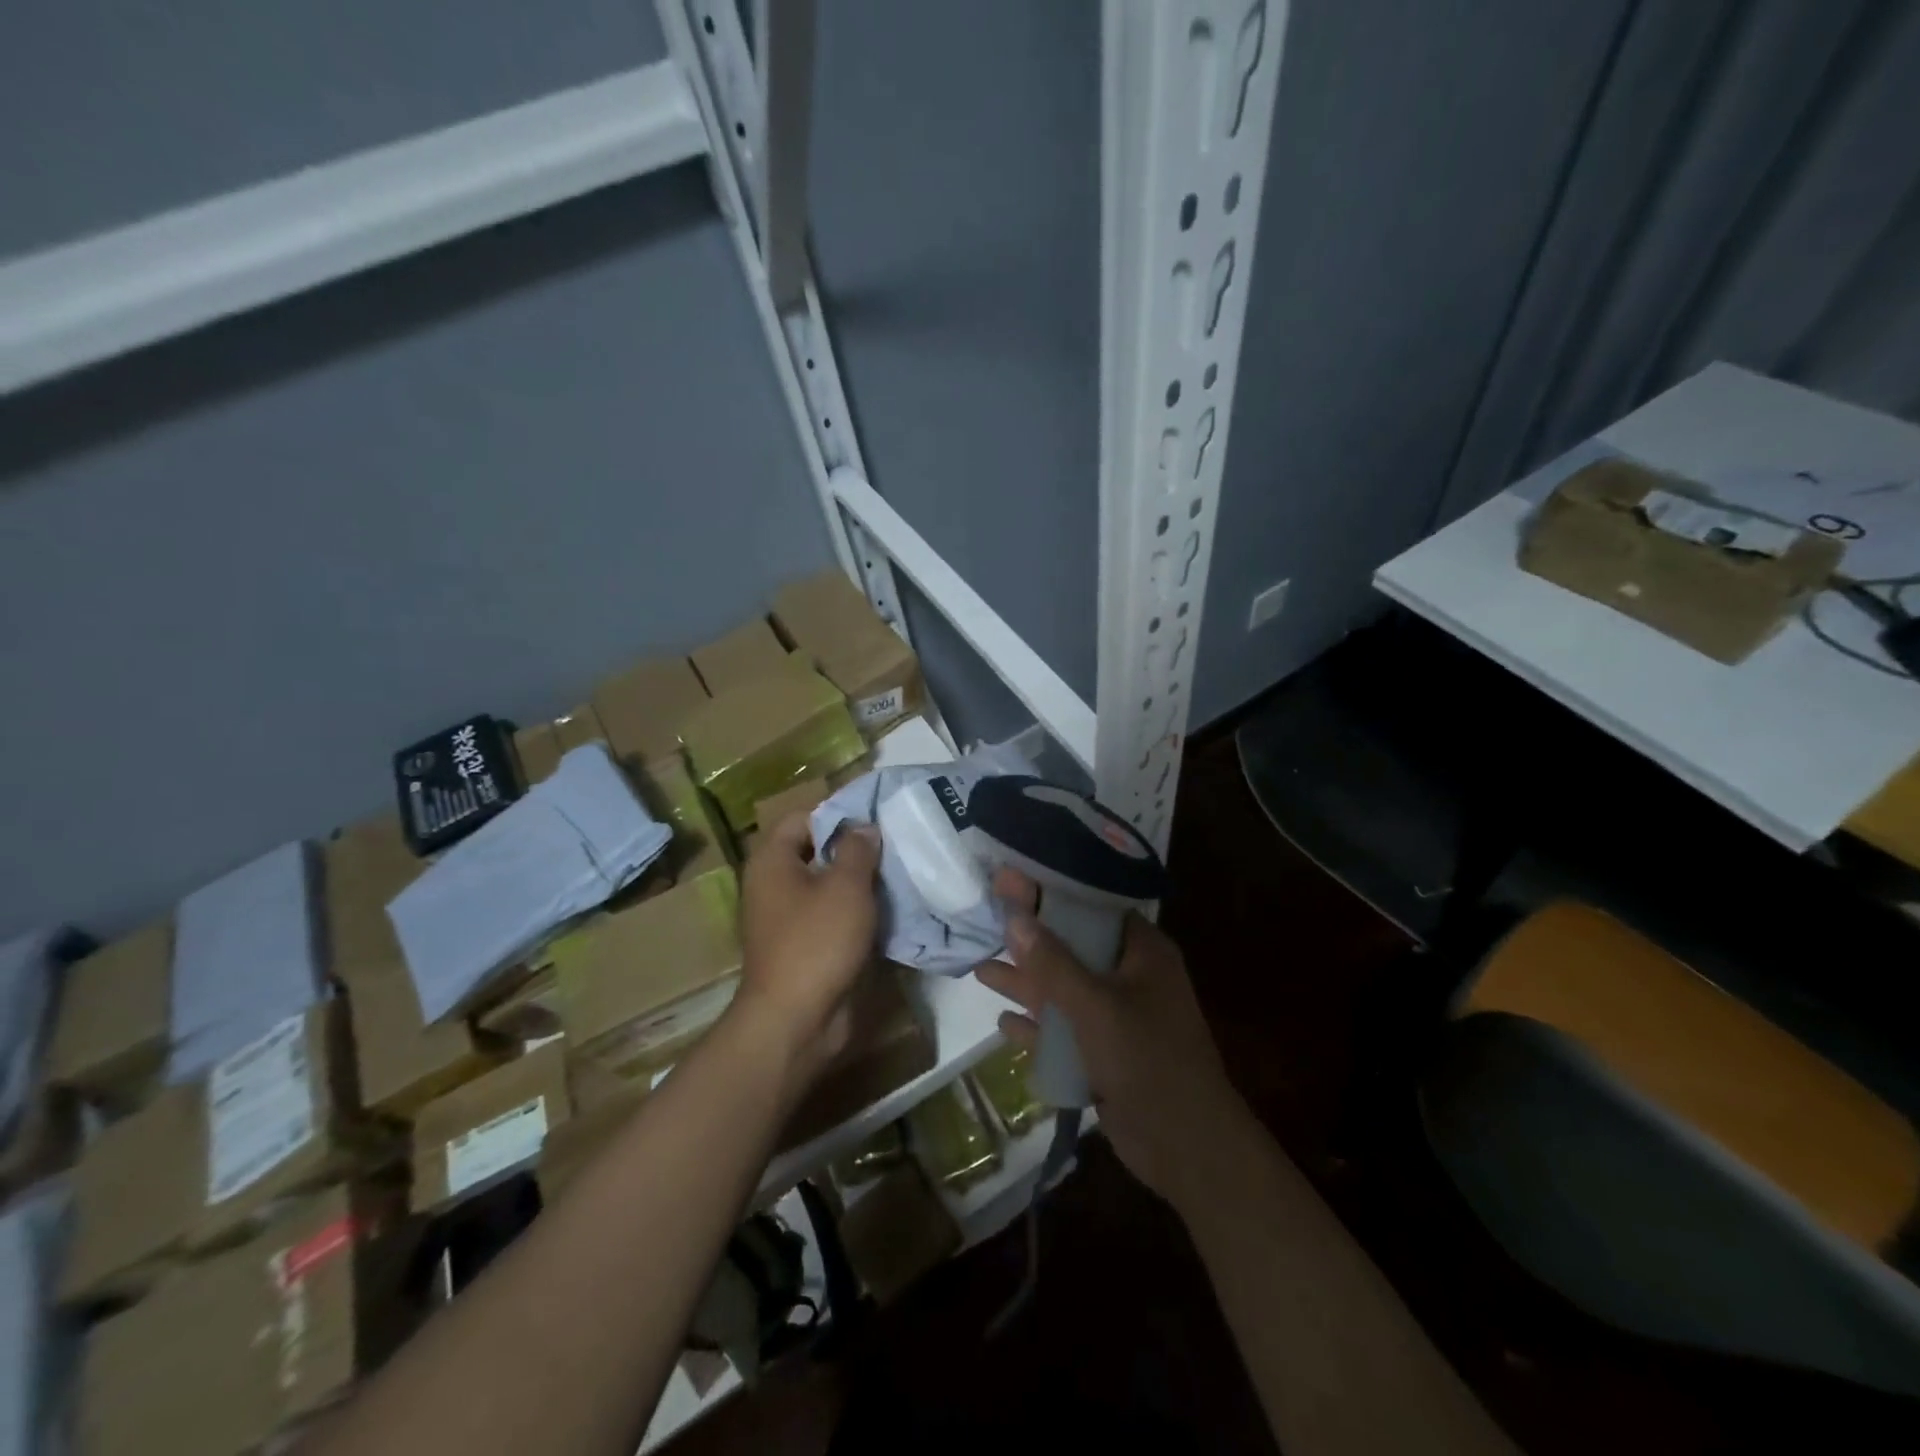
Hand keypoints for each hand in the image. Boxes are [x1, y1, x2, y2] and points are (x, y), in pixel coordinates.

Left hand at [735, 813, 881, 1079]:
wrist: (795, 1020)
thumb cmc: (816, 942)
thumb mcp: (845, 886)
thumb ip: (858, 849)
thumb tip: (864, 827)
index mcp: (773, 861)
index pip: (803, 817)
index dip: (838, 812)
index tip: (876, 817)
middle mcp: (774, 884)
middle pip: (817, 850)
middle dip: (855, 847)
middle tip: (895, 843)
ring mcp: (788, 917)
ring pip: (828, 884)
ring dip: (860, 881)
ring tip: (899, 872)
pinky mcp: (804, 945)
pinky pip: (832, 915)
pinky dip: (856, 910)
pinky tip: (889, 907)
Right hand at [975, 869, 1241, 1207]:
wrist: (1186, 1148)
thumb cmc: (1147, 1060)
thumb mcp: (1095, 1005)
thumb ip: (1052, 963)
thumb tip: (1014, 918)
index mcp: (1141, 952)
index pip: (1091, 907)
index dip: (1050, 892)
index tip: (1009, 881)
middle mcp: (1130, 977)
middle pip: (1072, 946)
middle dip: (1030, 938)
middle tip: (987, 919)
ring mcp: (1117, 1017)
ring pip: (1064, 990)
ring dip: (1026, 982)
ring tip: (980, 969)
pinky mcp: (1105, 1053)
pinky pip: (1065, 1030)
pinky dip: (1037, 1025)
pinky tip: (1004, 1023)